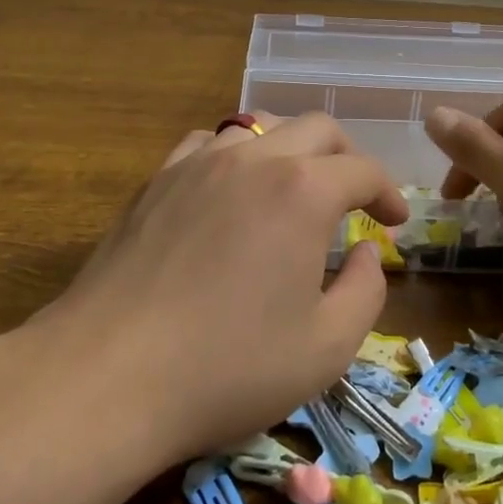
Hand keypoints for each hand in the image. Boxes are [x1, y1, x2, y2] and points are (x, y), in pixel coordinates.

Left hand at [36, 113, 408, 464]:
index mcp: (303, 192)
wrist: (108, 376)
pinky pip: (208, 144)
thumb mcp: (326, 348)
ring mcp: (198, 163)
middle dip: (347, 158)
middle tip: (355, 199)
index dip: (388, 193)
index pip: (363, 171)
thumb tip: (369, 253)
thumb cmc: (228, 368)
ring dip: (292, 150)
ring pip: (261, 127)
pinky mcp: (157, 180)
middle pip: (317, 129)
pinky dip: (237, 156)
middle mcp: (254, 160)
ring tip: (295, 189)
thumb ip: (366, 291)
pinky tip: (231, 190)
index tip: (394, 222)